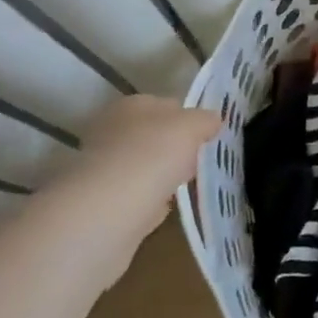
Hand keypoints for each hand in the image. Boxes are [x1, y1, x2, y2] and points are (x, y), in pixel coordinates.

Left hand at [38, 95, 218, 288]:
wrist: (109, 212)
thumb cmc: (152, 155)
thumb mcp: (191, 126)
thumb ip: (205, 120)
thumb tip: (214, 120)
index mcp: (131, 105)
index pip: (165, 105)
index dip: (189, 118)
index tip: (208, 136)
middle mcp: (112, 132)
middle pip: (153, 136)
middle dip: (175, 148)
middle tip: (201, 161)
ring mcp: (105, 169)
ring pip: (144, 167)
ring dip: (162, 176)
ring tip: (189, 186)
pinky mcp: (103, 204)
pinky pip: (136, 198)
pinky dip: (151, 202)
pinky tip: (167, 209)